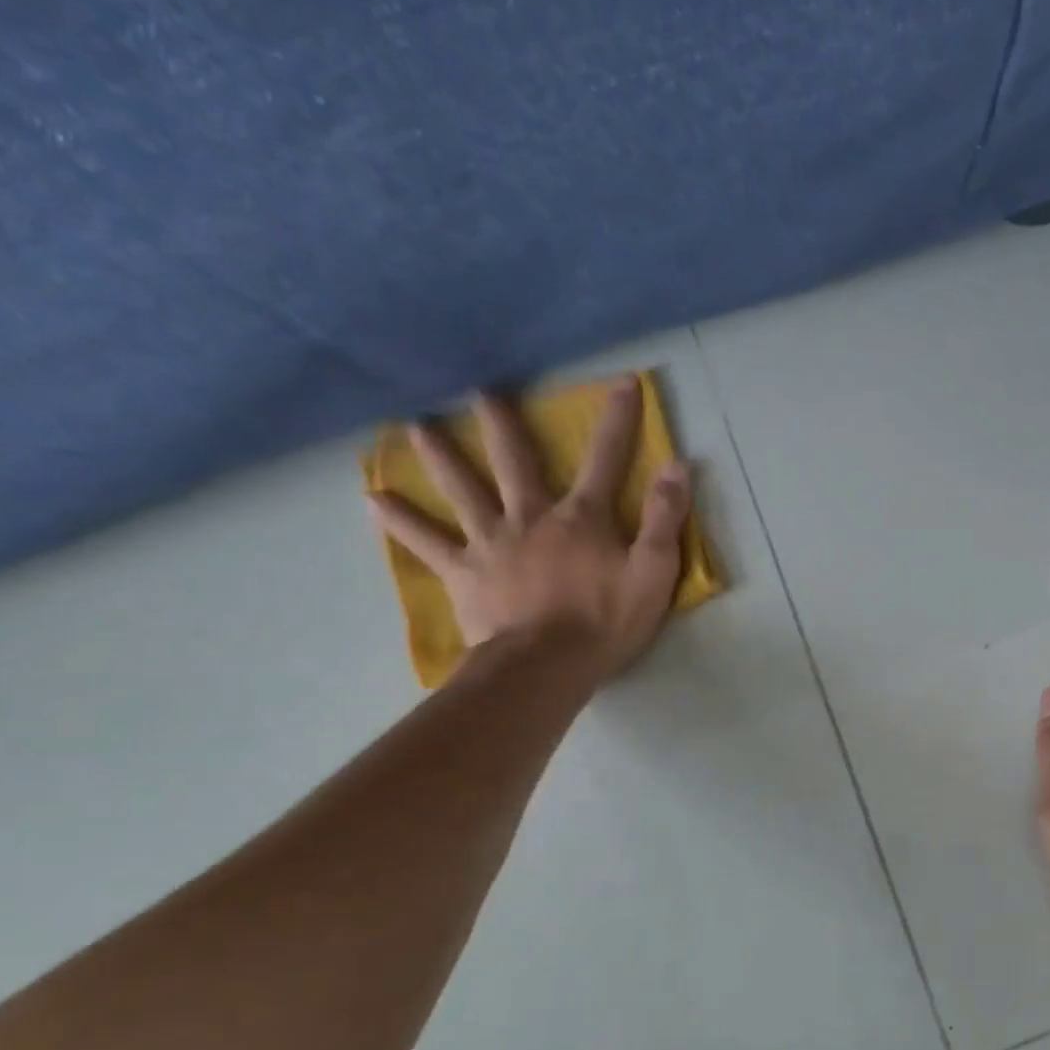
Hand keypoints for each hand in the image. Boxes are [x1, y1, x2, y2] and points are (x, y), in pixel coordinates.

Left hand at [367, 377, 689, 681]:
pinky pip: (426, 542)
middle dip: (504, 425)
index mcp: (581, 518)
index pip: (605, 459)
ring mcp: (491, 542)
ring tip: (415, 426)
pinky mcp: (463, 573)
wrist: (546, 666)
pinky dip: (400, 521)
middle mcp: (531, 517)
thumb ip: (665, 519)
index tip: (622, 382)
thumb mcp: (654, 573)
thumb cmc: (606, 622)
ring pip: (462, 489)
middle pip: (515, 461)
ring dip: (440, 456)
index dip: (618, 420)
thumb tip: (677, 465)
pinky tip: (372, 500)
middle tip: (482, 391)